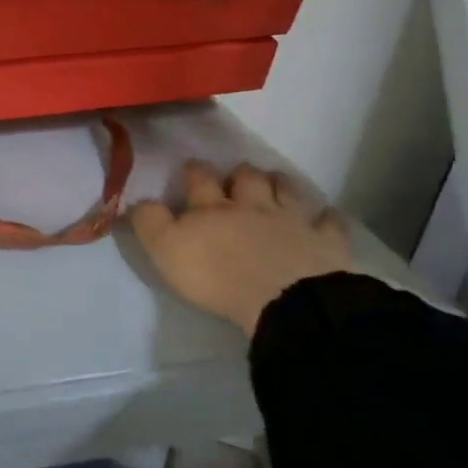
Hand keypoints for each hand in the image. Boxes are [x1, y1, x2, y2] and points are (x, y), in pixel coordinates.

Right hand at [131, 162, 352, 334]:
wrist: (282, 299)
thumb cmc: (216, 276)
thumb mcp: (166, 250)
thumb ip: (150, 222)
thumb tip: (138, 200)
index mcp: (211, 208)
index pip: (198, 180)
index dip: (193, 172)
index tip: (190, 168)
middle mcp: (251, 205)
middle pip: (245, 178)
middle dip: (238, 173)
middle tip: (235, 175)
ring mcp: (291, 220)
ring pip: (285, 190)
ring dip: (278, 183)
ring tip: (275, 182)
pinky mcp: (323, 241)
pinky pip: (329, 223)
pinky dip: (327, 217)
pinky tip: (326, 216)